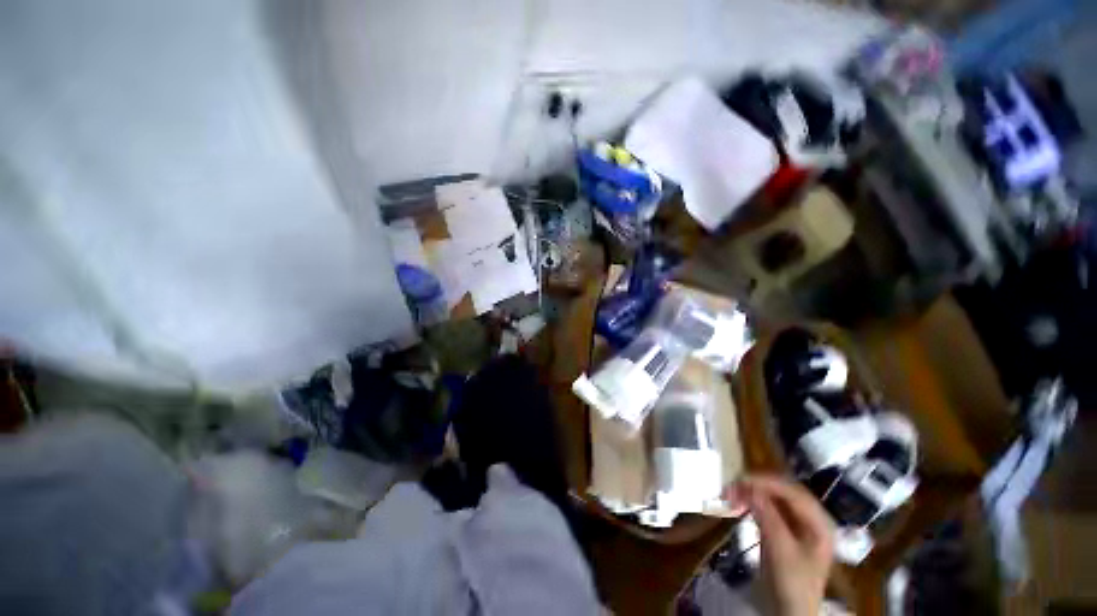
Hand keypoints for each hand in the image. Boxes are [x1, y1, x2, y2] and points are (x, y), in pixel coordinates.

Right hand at [727, 475, 833, 615]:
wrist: (791, 612)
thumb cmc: (792, 583)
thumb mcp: (780, 550)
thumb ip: (767, 515)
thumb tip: (747, 486)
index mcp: (820, 523)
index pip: (792, 492)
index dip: (766, 483)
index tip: (740, 480)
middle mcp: (813, 518)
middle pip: (783, 492)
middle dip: (758, 486)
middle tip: (733, 486)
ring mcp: (800, 524)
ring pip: (775, 498)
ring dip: (753, 493)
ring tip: (732, 494)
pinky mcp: (786, 530)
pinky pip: (770, 508)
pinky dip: (754, 503)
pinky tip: (740, 503)